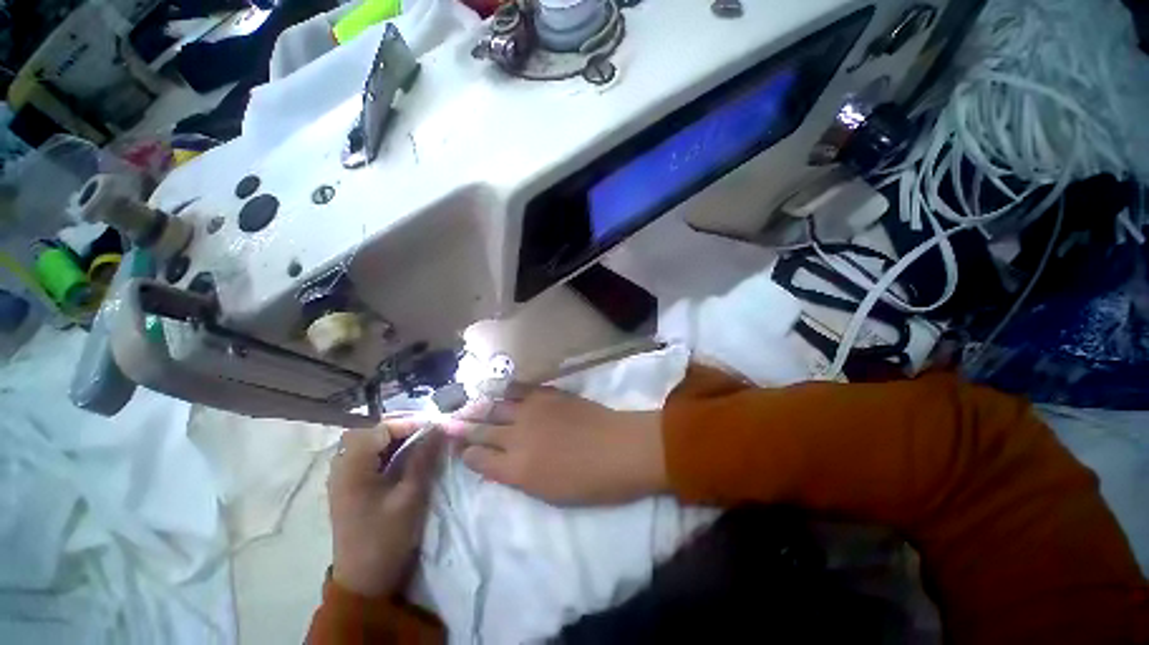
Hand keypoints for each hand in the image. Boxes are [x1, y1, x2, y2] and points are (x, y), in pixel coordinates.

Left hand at [328, 420, 443, 596]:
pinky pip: (367, 458)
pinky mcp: (349, 488)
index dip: (407, 423)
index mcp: (351, 469)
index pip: (378, 429)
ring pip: (367, 444)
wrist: (364, 581)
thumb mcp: (410, 496)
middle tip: (426, 432)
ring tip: (419, 442)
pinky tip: (404, 459)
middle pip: (369, 432)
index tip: (433, 428)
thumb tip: (438, 428)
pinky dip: (387, 452)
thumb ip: (423, 458)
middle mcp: (341, 468)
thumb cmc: (386, 537)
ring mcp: (343, 478)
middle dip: (399, 428)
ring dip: (394, 439)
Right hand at [446, 387, 667, 504]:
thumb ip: (519, 475)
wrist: (621, 449)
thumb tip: (501, 461)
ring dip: (479, 404)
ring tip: (465, 401)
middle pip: (482, 429)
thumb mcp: (549, 493)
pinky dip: (504, 389)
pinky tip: (496, 387)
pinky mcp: (547, 394)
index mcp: (516, 469)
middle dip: (462, 426)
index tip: (459, 447)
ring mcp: (532, 411)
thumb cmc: (590, 482)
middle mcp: (517, 436)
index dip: (467, 452)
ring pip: (496, 405)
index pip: (479, 458)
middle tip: (447, 420)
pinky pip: (519, 389)